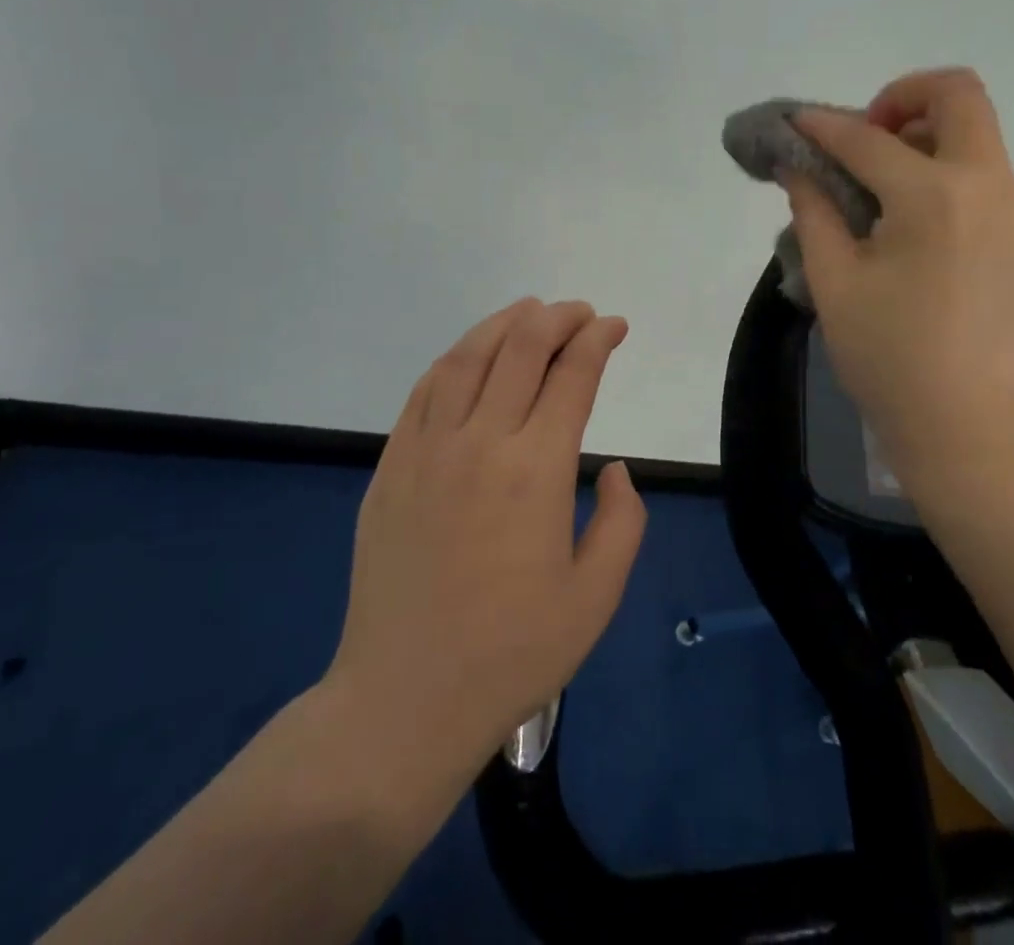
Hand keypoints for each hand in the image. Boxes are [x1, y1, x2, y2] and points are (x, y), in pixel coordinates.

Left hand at [323, 299, 644, 809]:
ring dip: (503, 324)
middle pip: (520, 349)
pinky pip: (424, 391)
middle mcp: (480, 442)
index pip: (572, 375)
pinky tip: (471, 355)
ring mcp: (427, 450)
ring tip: (530, 312)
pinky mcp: (390, 467)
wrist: (404, 701)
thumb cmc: (512, 653)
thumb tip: (616, 470)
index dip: (598, 340)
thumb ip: (623, 521)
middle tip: (580, 313)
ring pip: (467, 358)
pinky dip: (454, 359)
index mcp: (537, 470)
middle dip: (557, 318)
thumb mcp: (596, 596)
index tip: (615, 326)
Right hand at [785, 68, 1013, 497]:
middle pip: (959, 94)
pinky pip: (983, 173)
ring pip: (977, 132)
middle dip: (903, 96)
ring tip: (880, 178)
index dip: (823, 126)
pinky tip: (909, 216)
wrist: (969, 426)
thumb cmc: (889, 357)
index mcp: (934, 197)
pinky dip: (943, 168)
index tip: (794, 122)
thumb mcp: (834, 282)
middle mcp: (987, 186)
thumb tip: (797, 168)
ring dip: (925, 132)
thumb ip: (813, 211)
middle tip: (864, 136)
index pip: (868, 139)